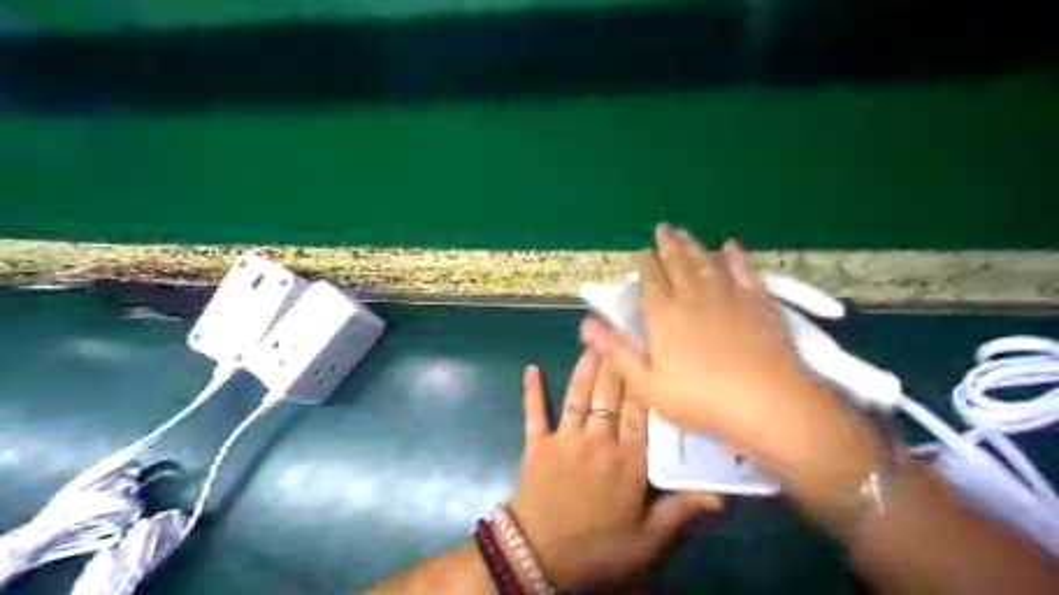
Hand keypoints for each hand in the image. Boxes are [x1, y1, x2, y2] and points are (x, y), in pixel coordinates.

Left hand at [509, 351, 725, 592]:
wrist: (539, 557)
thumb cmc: (598, 550)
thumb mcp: (647, 541)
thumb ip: (681, 512)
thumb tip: (722, 495)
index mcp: (628, 461)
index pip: (641, 412)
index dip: (646, 380)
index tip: (650, 352)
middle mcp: (599, 441)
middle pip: (611, 395)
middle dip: (617, 362)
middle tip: (621, 332)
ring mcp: (565, 439)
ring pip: (579, 395)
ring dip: (585, 368)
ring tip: (592, 342)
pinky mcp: (537, 444)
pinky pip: (535, 413)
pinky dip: (532, 392)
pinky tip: (529, 368)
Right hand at [579, 226, 885, 497]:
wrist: (766, 403)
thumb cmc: (699, 399)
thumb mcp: (646, 383)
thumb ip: (616, 350)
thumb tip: (586, 323)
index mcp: (663, 313)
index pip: (649, 277)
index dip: (643, 261)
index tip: (640, 251)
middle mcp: (692, 294)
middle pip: (676, 261)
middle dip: (666, 244)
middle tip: (663, 228)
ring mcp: (727, 293)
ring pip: (705, 260)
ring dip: (692, 244)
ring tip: (684, 232)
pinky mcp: (756, 300)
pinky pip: (743, 270)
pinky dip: (735, 256)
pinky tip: (731, 247)